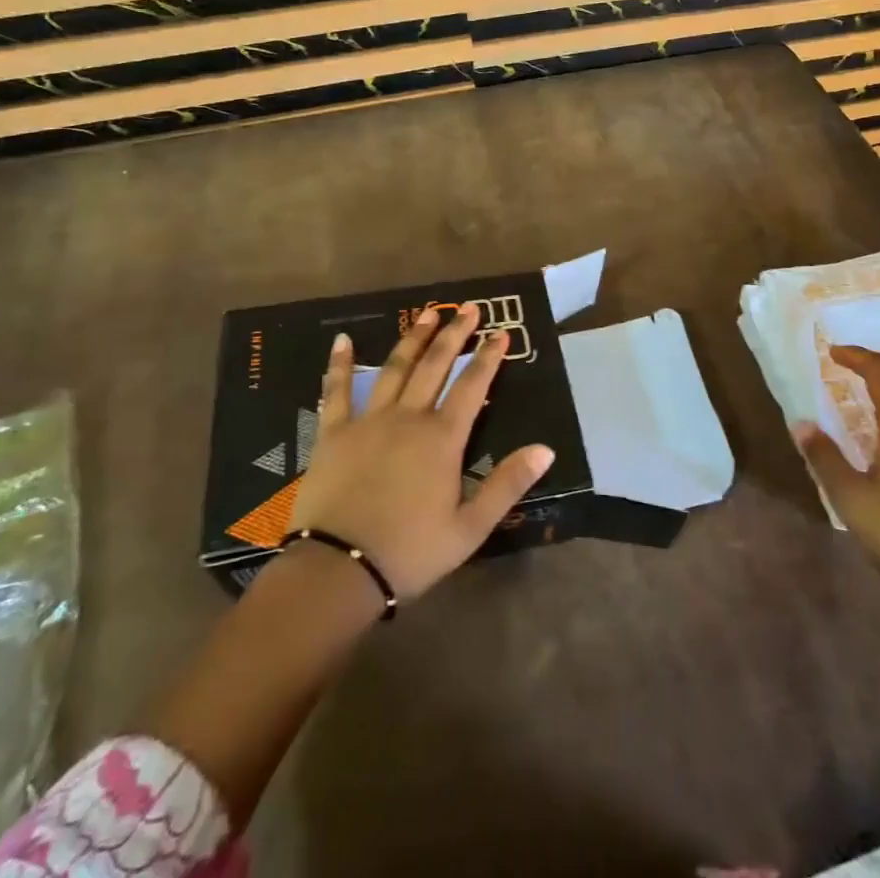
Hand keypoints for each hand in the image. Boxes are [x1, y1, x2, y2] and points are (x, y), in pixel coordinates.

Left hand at [288, 301, 555, 601]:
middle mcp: (408, 418)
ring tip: (427, 314)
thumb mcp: (470, 528)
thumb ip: (507, 485)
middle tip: (468, 309)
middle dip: (454, 335)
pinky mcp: (334, 433)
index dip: (489, 358)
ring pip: (395, 369)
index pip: (473, 386)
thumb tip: (546, 449)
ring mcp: (368, 420)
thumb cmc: (409, 552)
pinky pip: (337, 391)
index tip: (501, 332)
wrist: (338, 570)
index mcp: (442, 439)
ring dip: (413, 339)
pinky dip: (340, 364)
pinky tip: (342, 340)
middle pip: (435, 366)